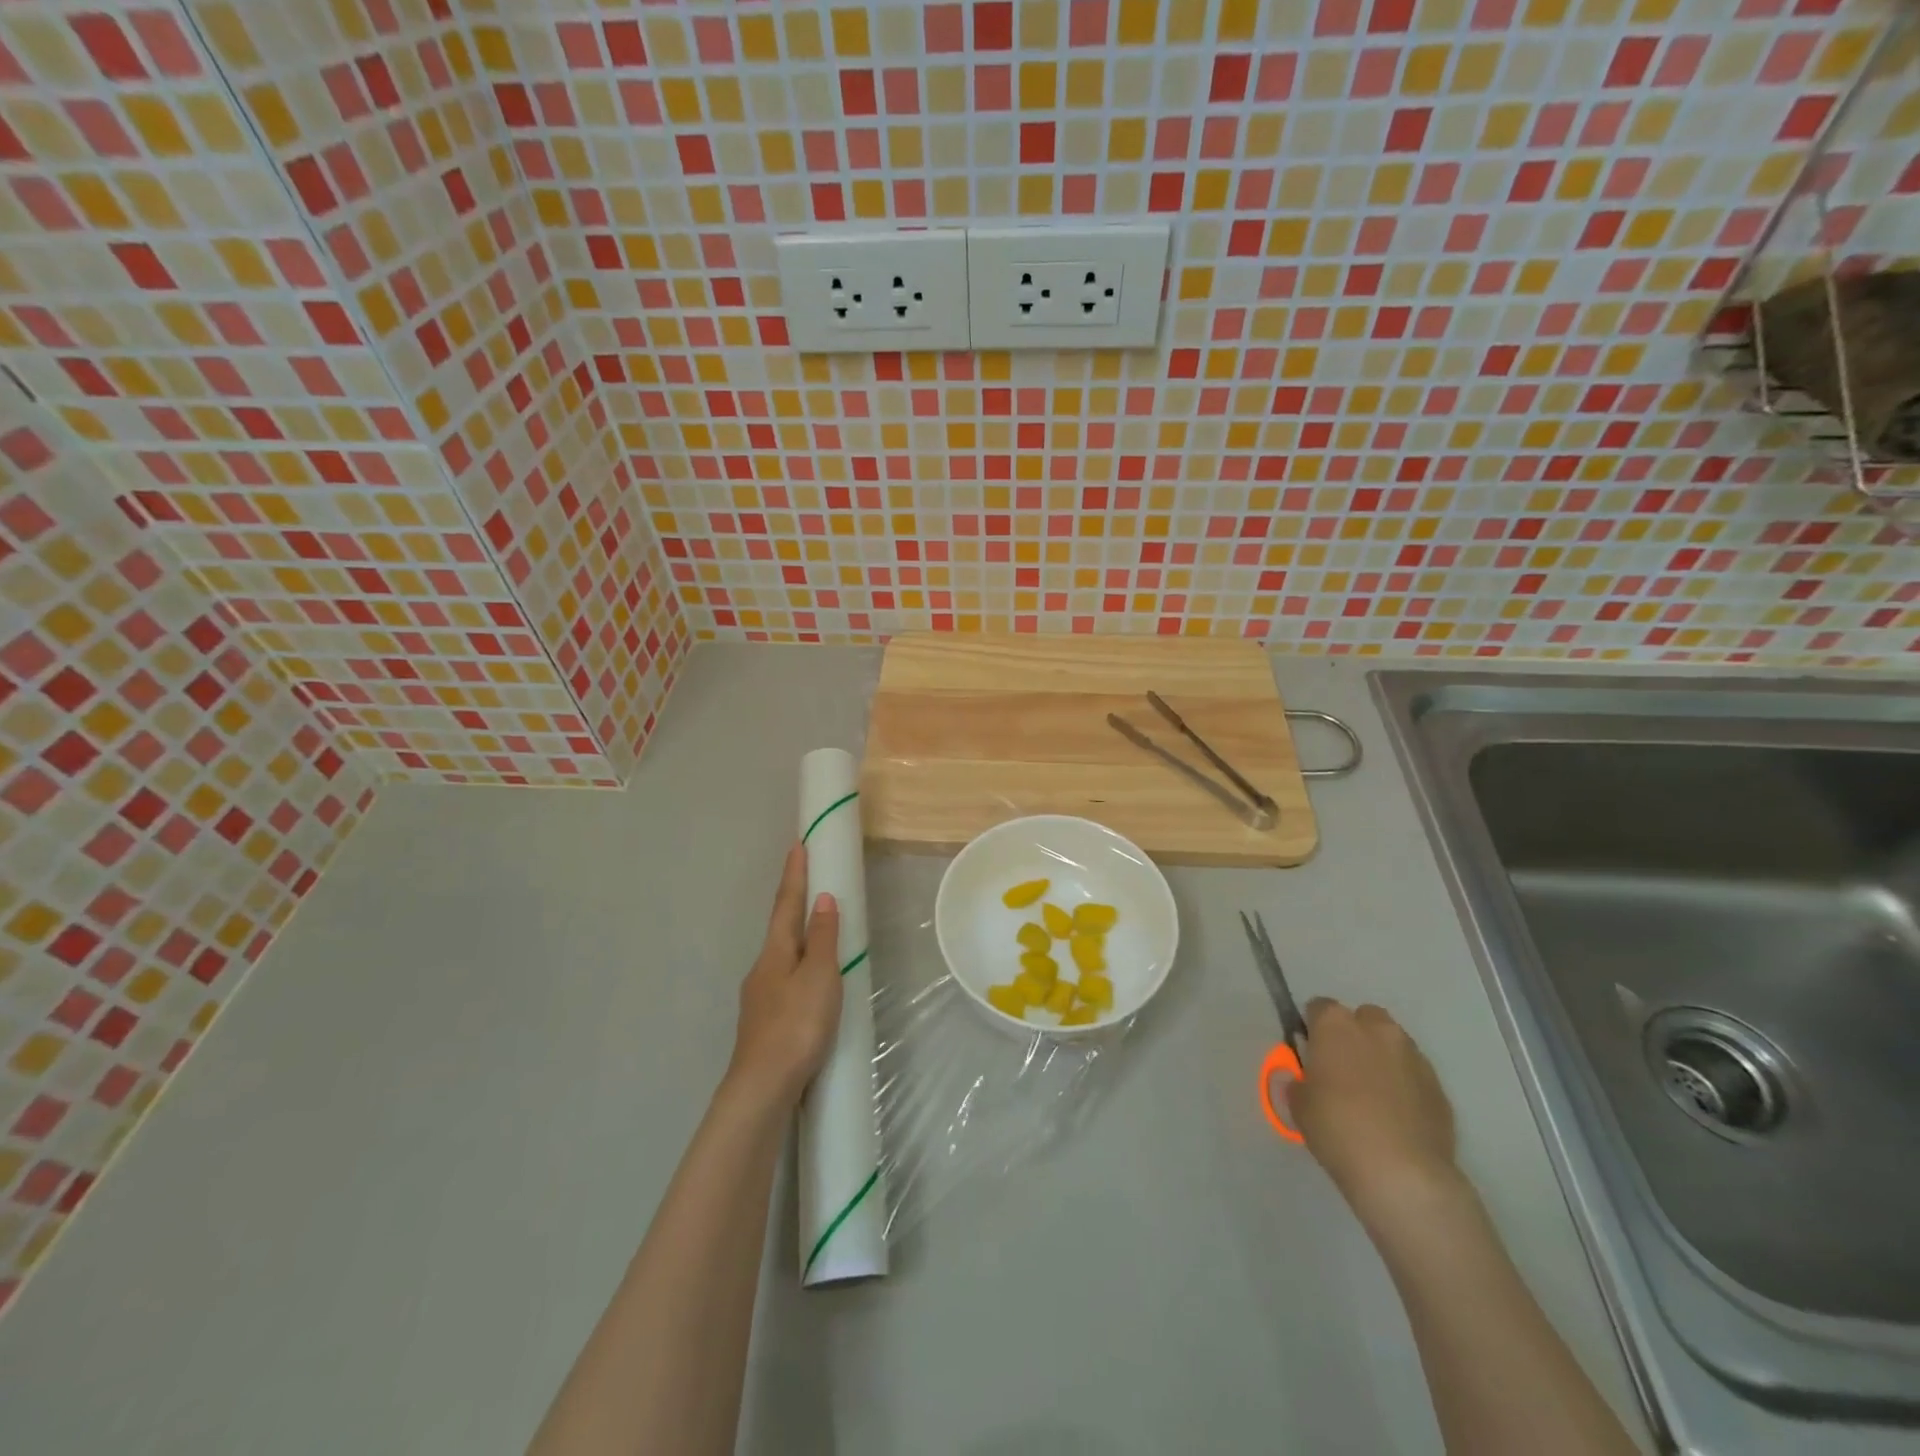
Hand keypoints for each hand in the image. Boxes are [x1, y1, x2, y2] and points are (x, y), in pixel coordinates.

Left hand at [726, 842, 842, 1108]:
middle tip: (810, 883)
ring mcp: (760, 998)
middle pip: (781, 929)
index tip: (797, 846)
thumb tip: (822, 899)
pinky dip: (799, 968)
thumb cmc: (796, 1025)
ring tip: (817, 932)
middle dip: (794, 904)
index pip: (786, 904)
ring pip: (782, 957)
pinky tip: (809, 986)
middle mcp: (762, 969)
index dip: (794, 875)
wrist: (763, 1088)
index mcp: (775, 953)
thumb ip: (823, 939)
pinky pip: (786, 981)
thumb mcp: (819, 977)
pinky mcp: (765, 1023)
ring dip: (798, 939)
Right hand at [1285, 999, 1459, 1224]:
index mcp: (1336, 1024)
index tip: (1309, 1053)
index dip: (1312, 1029)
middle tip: (1341, 1070)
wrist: (1402, 1173)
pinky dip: (1404, 1086)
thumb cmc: (1337, 1128)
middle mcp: (1377, 1030)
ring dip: (1381, 1059)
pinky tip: (1396, 1118)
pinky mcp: (1439, 1087)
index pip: (1319, 1008)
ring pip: (1392, 1045)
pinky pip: (1414, 1075)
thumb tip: (1299, 1080)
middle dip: (1353, 1036)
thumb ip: (1297, 1083)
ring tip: (1372, 1097)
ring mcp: (1413, 1056)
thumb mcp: (1299, 1105)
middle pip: (1363, 1018)